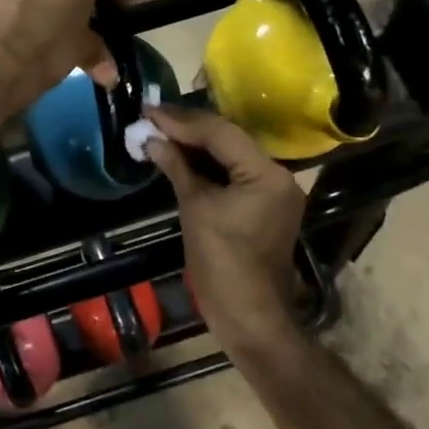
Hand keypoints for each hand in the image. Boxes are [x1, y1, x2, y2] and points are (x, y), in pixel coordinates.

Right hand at [143, 106, 305, 340]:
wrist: (250, 317)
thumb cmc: (222, 264)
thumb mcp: (196, 210)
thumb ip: (177, 168)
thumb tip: (152, 139)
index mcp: (266, 174)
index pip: (221, 133)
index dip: (182, 121)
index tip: (150, 111)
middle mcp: (277, 175)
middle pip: (229, 140)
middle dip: (188, 129)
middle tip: (152, 119)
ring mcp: (274, 191)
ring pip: (231, 156)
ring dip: (196, 146)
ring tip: (160, 133)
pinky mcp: (264, 205)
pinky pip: (234, 174)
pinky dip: (208, 166)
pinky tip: (180, 158)